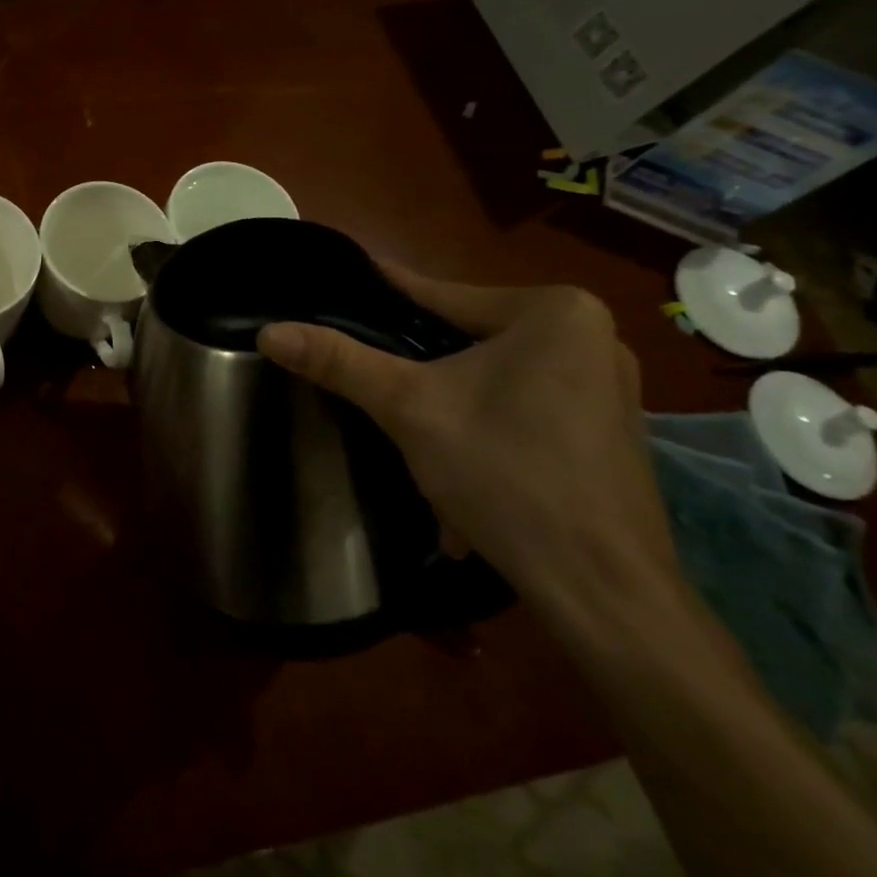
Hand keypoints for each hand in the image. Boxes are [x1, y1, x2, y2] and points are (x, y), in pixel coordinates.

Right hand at [257, 268, 675, 628]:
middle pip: (466, 338)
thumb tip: (268, 331)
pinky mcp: (608, 429)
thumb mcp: (409, 408)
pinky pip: (523, 407)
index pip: (439, 295)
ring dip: (448, 402)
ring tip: (404, 423)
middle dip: (417, 367)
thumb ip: (339, 362)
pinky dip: (484, 427)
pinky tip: (458, 464)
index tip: (337, 286)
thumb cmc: (507, 474)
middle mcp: (591, 335)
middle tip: (363, 372)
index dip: (381, 296)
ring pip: (493, 376)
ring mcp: (608, 385)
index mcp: (554, 312)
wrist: (603, 589)